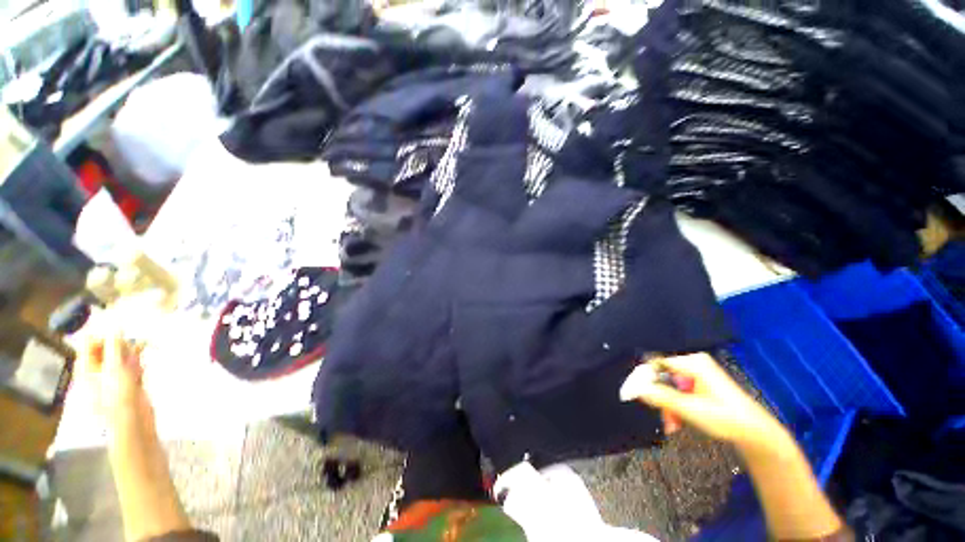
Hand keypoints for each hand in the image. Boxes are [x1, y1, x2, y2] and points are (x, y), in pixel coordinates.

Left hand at [80, 329, 151, 427]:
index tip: (121, 337)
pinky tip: (142, 370)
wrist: (133, 422)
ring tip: (139, 361)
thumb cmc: (118, 395)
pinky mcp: (125, 384)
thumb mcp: (115, 367)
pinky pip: (130, 367)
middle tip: (133, 350)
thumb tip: (116, 323)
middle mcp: (95, 371)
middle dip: (122, 346)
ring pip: (121, 357)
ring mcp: (111, 378)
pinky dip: (137, 365)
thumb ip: (114, 345)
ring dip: (132, 355)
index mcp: (86, 367)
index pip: (90, 342)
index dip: (105, 336)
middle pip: (107, 349)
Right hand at [621, 353, 788, 452]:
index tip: (635, 394)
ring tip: (673, 426)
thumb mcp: (691, 409)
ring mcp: (697, 373)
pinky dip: (676, 406)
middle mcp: (693, 363)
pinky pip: (679, 391)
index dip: (643, 378)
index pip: (656, 363)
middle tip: (664, 419)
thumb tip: (634, 389)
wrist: (756, 433)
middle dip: (660, 399)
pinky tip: (679, 421)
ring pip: (669, 386)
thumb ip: (661, 397)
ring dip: (668, 406)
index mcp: (692, 363)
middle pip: (662, 377)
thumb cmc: (726, 418)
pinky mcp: (700, 384)